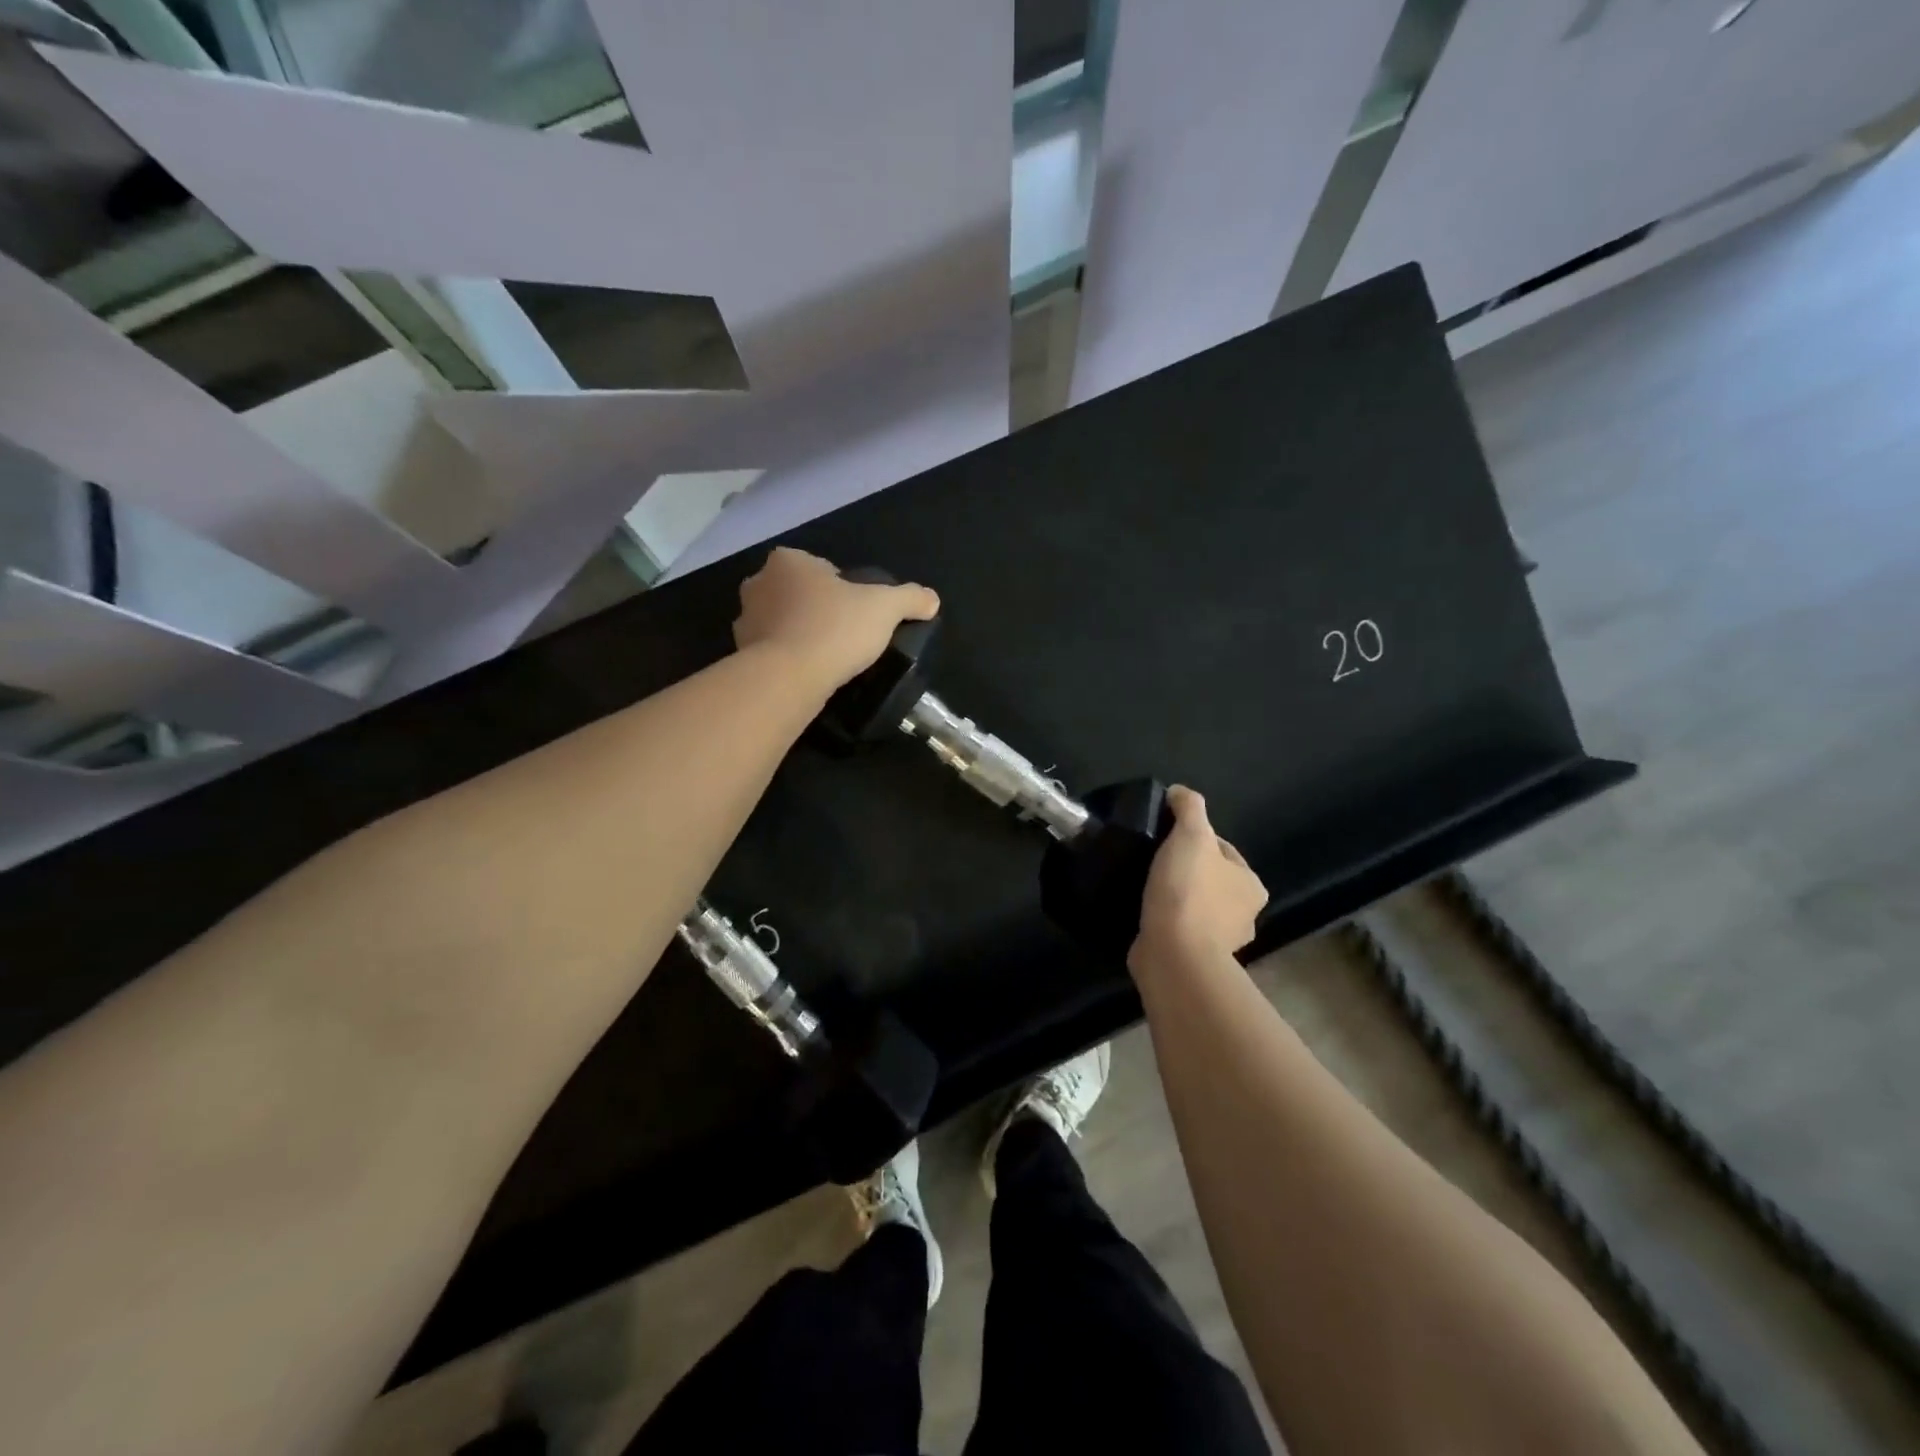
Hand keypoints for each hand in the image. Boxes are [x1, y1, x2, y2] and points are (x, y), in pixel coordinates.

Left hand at [733, 547, 939, 691]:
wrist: (789, 677)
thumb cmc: (836, 628)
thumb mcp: (886, 608)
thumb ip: (910, 598)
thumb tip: (932, 599)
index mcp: (788, 561)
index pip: (820, 568)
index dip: (841, 588)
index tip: (856, 612)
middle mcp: (758, 583)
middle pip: (796, 592)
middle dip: (815, 608)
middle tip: (842, 633)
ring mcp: (744, 619)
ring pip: (780, 621)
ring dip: (797, 632)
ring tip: (825, 656)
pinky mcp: (739, 653)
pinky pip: (769, 650)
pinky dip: (785, 657)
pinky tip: (806, 672)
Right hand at [1130, 786, 1268, 976]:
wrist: (1173, 954)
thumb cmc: (1188, 891)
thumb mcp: (1190, 835)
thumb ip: (1189, 807)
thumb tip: (1179, 791)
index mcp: (1251, 885)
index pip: (1222, 850)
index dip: (1194, 838)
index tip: (1165, 838)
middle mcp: (1244, 915)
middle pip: (1210, 879)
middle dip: (1186, 870)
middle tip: (1153, 861)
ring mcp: (1221, 942)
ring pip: (1195, 906)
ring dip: (1176, 898)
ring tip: (1145, 887)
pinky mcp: (1195, 959)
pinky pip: (1179, 930)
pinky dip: (1166, 921)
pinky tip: (1145, 913)